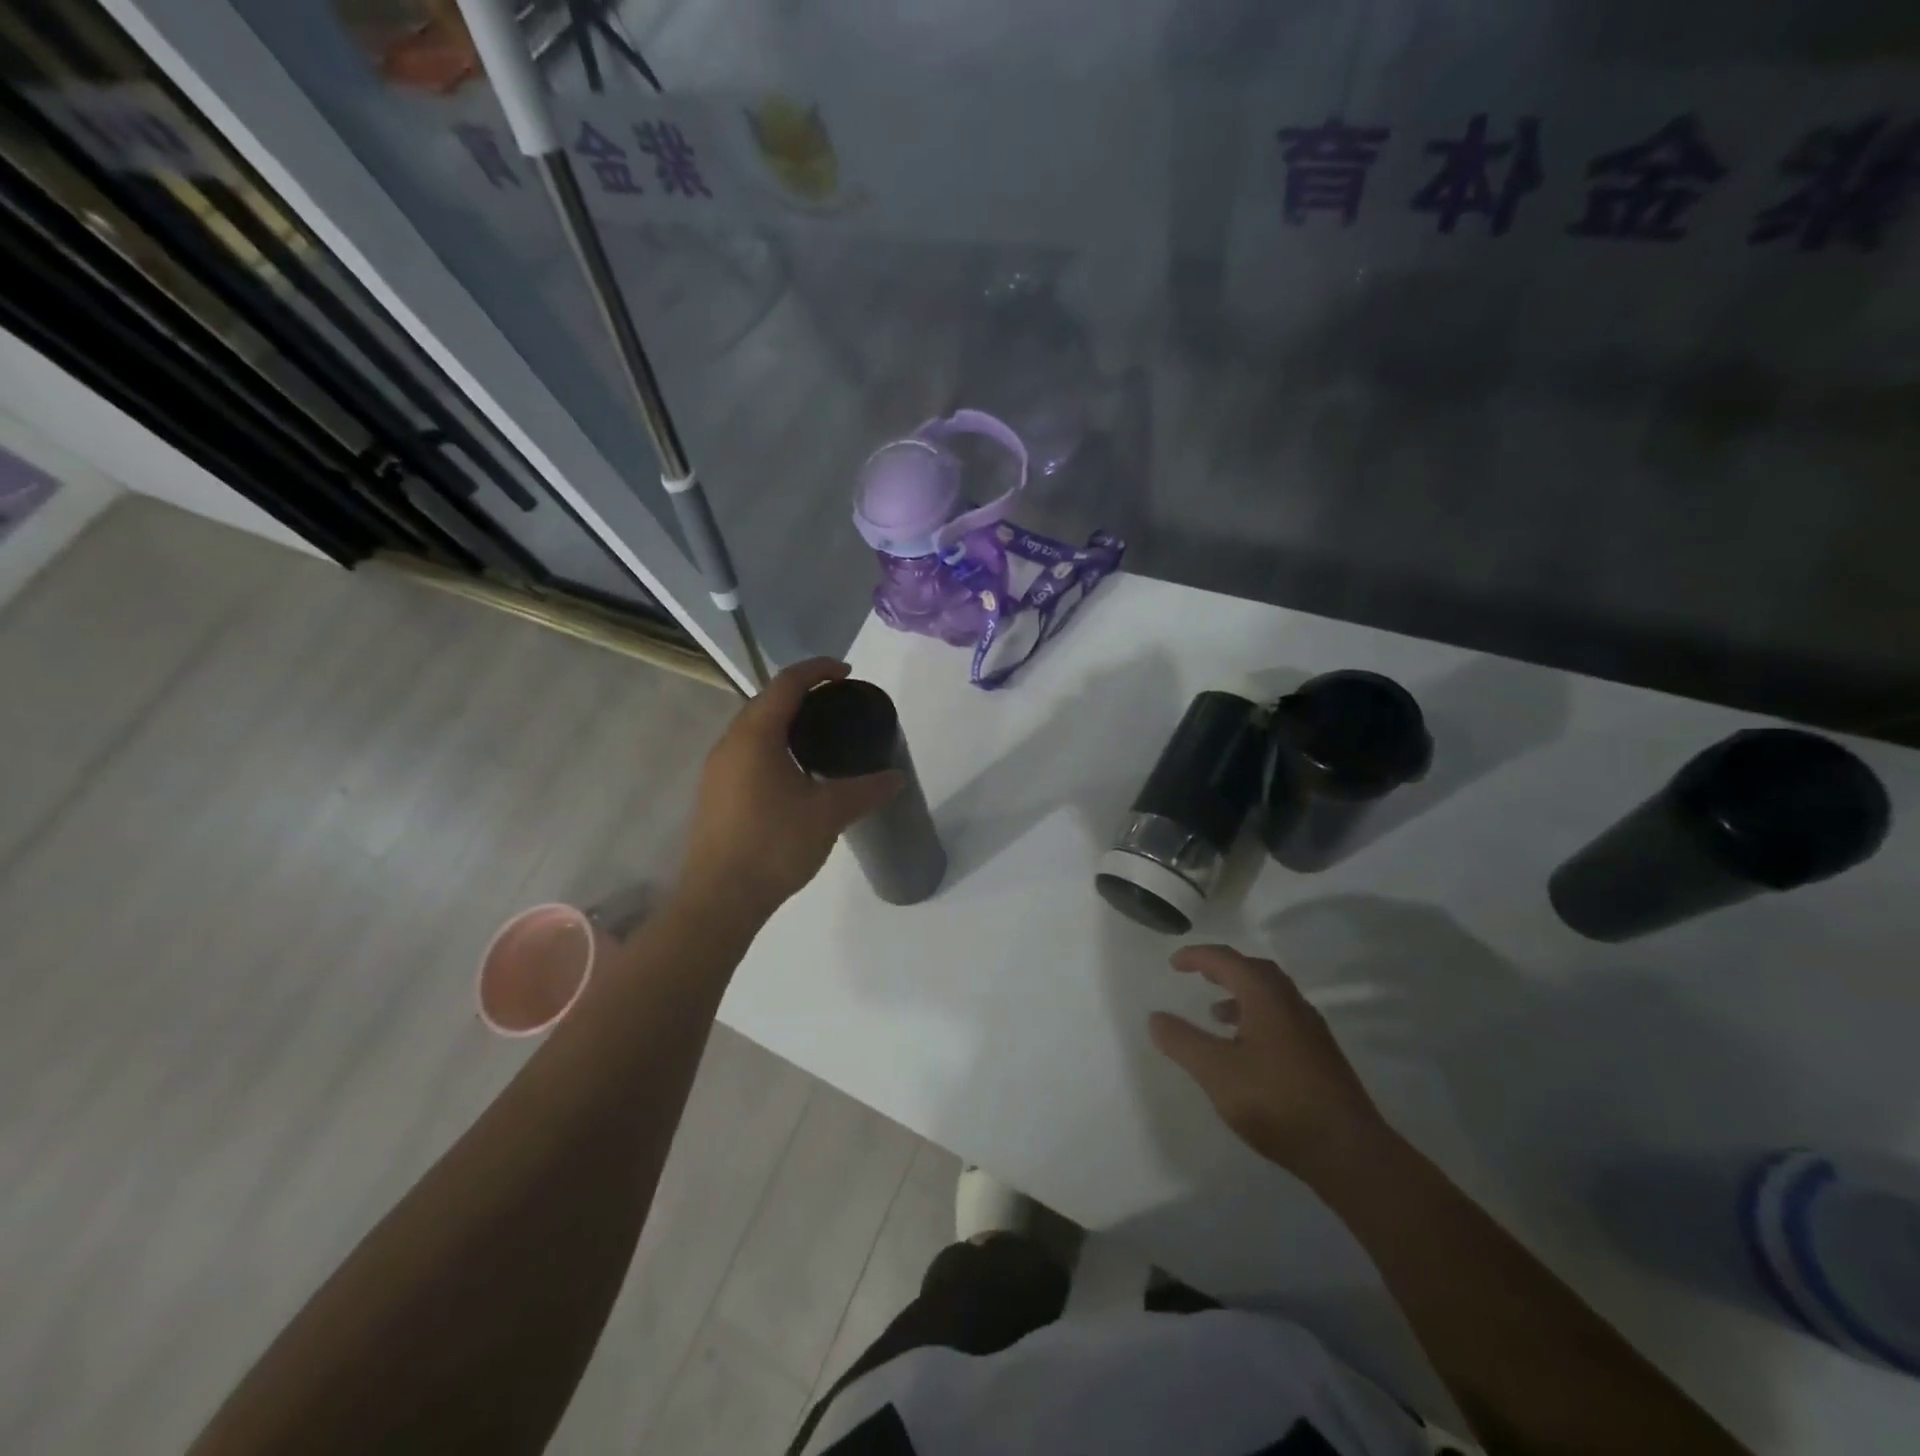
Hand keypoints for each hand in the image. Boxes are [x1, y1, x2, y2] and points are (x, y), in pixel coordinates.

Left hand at [679, 659, 901, 917]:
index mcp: (755, 735)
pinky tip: (795, 772)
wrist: (720, 899)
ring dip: (785, 721)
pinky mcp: (716, 794)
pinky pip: (747, 752)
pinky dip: (773, 746)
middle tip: (838, 703)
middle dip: (802, 693)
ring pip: (754, 729)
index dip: (818, 670)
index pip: (787, 684)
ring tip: (820, 735)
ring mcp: (718, 770)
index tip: (847, 673)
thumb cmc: (774, 845)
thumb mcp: (828, 814)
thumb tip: (896, 777)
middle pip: (766, 701)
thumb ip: (865, 789)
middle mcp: (730, 743)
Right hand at [1149, 945, 1390, 1179]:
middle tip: (1198, 975)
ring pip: (1271, 996)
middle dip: (1223, 968)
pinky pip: (1281, 1018)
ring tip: (1216, 1014)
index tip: (1173, 964)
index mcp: (1266, 997)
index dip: (1198, 957)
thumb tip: (1156, 1017)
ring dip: (1240, 994)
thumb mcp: (1216, 1072)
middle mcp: (1292, 1004)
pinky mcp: (1320, 1056)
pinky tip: (1246, 1049)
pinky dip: (1256, 1017)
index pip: (1227, 960)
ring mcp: (1311, 1030)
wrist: (1349, 1152)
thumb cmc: (1276, 1102)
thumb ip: (1182, 1041)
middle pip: (1254, 971)